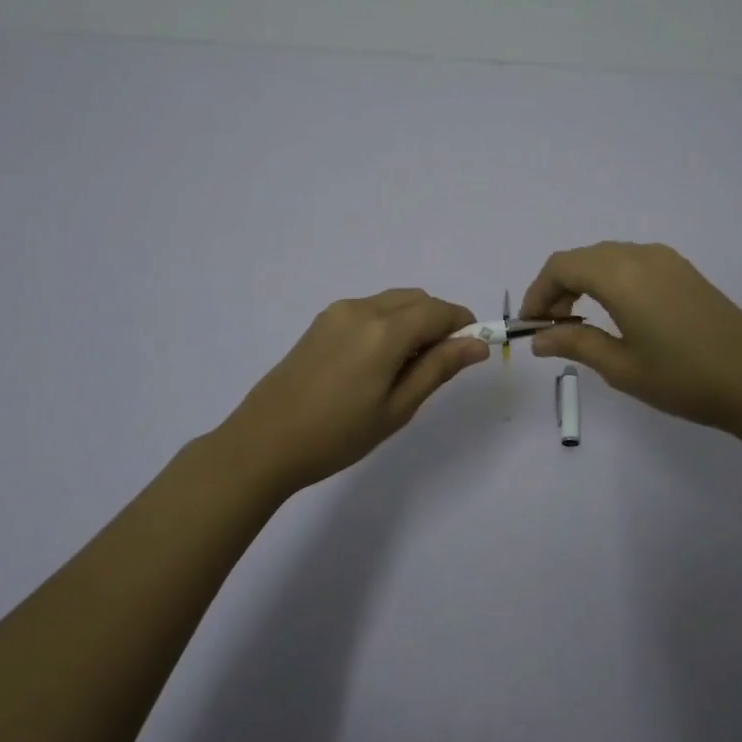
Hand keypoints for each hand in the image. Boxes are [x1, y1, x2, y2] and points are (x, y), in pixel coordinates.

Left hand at [212, 289, 489, 495]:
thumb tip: (477, 344)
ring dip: (413, 321)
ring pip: (393, 302)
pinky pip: (369, 310)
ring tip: (406, 368)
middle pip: (417, 300)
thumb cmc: (337, 435)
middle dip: (439, 321)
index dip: (463, 324)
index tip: (472, 349)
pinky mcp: (321, 322)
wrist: (264, 442)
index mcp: (385, 331)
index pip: (439, 311)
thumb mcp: (397, 408)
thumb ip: (438, 369)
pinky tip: (377, 362)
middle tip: (439, 365)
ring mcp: (338, 312)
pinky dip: (388, 323)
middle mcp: (363, 309)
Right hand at [522, 242, 741, 434]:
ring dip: (584, 282)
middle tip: (551, 328)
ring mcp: (666, 260)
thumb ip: (575, 345)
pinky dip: (610, 280)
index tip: (531, 325)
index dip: (538, 292)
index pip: (561, 267)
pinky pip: (632, 262)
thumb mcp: (621, 367)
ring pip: (607, 257)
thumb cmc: (683, 378)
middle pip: (582, 258)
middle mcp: (641, 255)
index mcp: (620, 275)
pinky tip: (615, 313)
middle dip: (558, 288)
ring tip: (579, 324)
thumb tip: (539, 339)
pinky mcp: (684, 271)